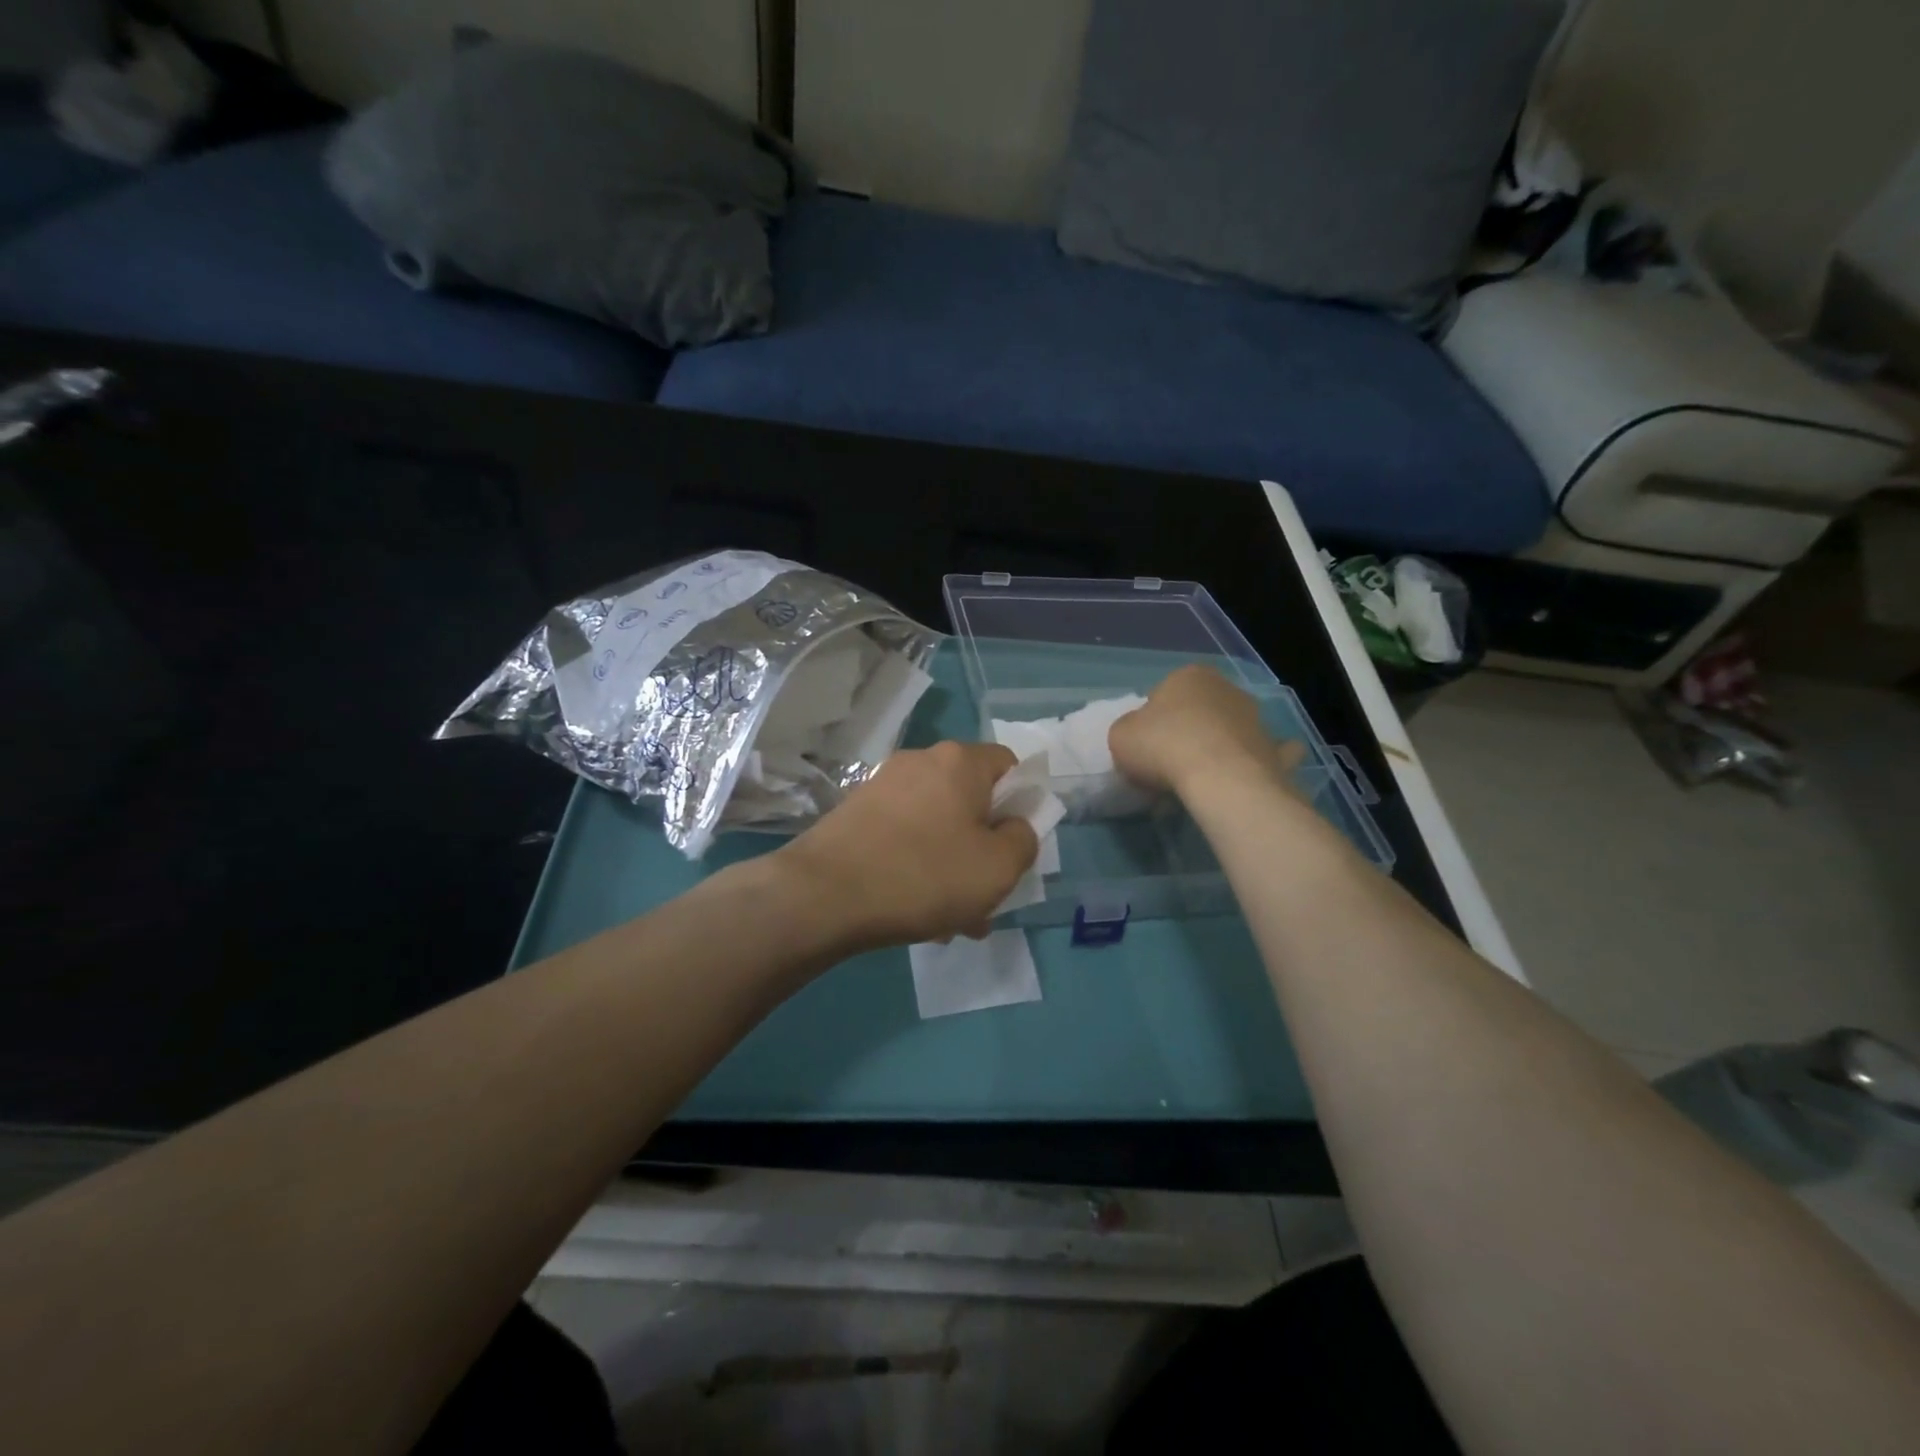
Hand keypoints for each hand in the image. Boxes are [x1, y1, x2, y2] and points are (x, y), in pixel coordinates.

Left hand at [777, 742, 1038, 952]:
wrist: (823, 894)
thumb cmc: (924, 875)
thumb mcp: (998, 868)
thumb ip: (1023, 840)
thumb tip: (1014, 827)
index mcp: (959, 761)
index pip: (1008, 766)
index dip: (1021, 804)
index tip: (1014, 846)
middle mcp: (920, 761)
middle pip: (970, 799)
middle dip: (983, 846)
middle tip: (985, 895)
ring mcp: (882, 786)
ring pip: (937, 824)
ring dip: (952, 865)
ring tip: (952, 919)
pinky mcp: (855, 812)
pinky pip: (904, 835)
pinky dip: (918, 865)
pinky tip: (915, 910)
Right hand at [1109, 666, 1304, 800]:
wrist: (1218, 777)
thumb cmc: (1162, 745)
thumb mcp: (1121, 735)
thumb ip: (1130, 730)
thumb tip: (1142, 738)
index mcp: (1188, 676)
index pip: (1164, 693)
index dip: (1152, 720)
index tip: (1146, 745)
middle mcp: (1226, 689)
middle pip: (1201, 709)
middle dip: (1189, 729)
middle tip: (1170, 762)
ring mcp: (1255, 718)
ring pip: (1233, 729)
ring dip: (1222, 745)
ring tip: (1203, 778)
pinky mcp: (1274, 750)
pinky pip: (1268, 754)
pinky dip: (1262, 761)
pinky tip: (1251, 775)